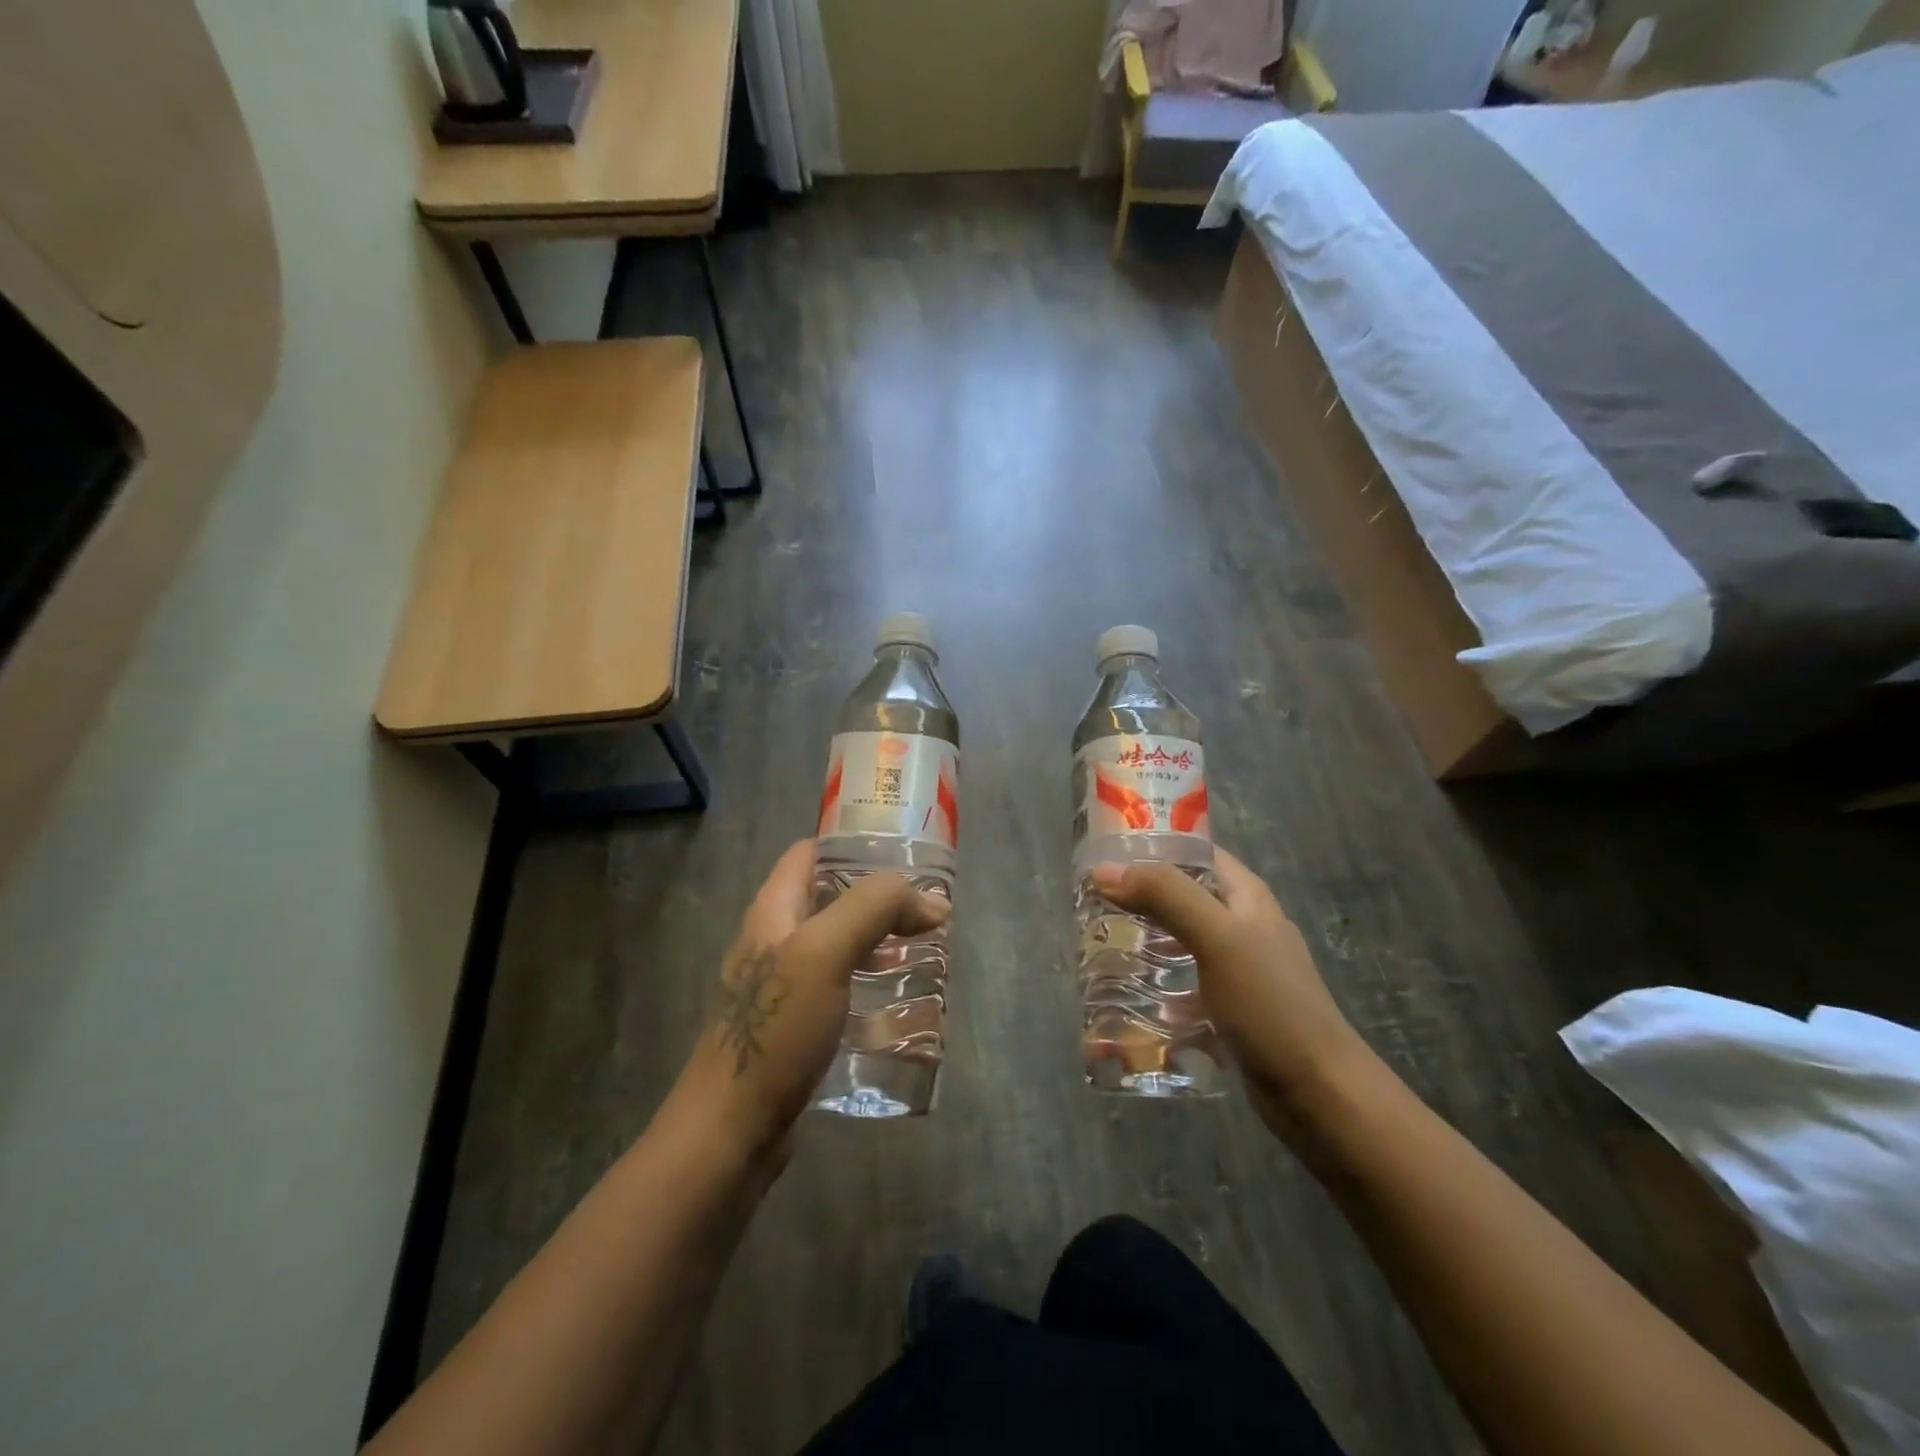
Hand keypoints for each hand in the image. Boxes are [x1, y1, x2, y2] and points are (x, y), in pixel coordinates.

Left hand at [674, 840, 948, 1166]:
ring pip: (841, 944)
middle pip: (832, 897)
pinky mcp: (799, 1025)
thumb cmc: (775, 1029)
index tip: (906, 852)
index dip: (854, 843)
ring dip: (882, 941)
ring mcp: (786, 985)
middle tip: (930, 908)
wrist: (731, 1131)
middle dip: (881, 897)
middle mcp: (776, 939)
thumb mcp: (824, 952)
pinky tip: (902, 1001)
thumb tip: (933, 901)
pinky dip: (873, 982)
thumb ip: (875, 909)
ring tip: (928, 949)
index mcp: (773, 910)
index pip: (811, 852)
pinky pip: (842, 986)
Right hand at [1090, 847, 1375, 1138]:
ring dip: (1142, 938)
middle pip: (1182, 895)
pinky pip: (1183, 981)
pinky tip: (1125, 993)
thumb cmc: (1270, 1004)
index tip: (1103, 853)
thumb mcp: (1217, 937)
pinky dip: (1155, 981)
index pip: (1195, 851)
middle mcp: (1243, 924)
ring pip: (1179, 939)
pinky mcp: (1228, 1006)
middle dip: (1138, 896)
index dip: (1152, 846)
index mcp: (1246, 896)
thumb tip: (1104, 870)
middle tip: (1089, 903)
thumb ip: (1165, 896)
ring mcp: (1237, 967)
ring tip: (1097, 944)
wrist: (1318, 1093)